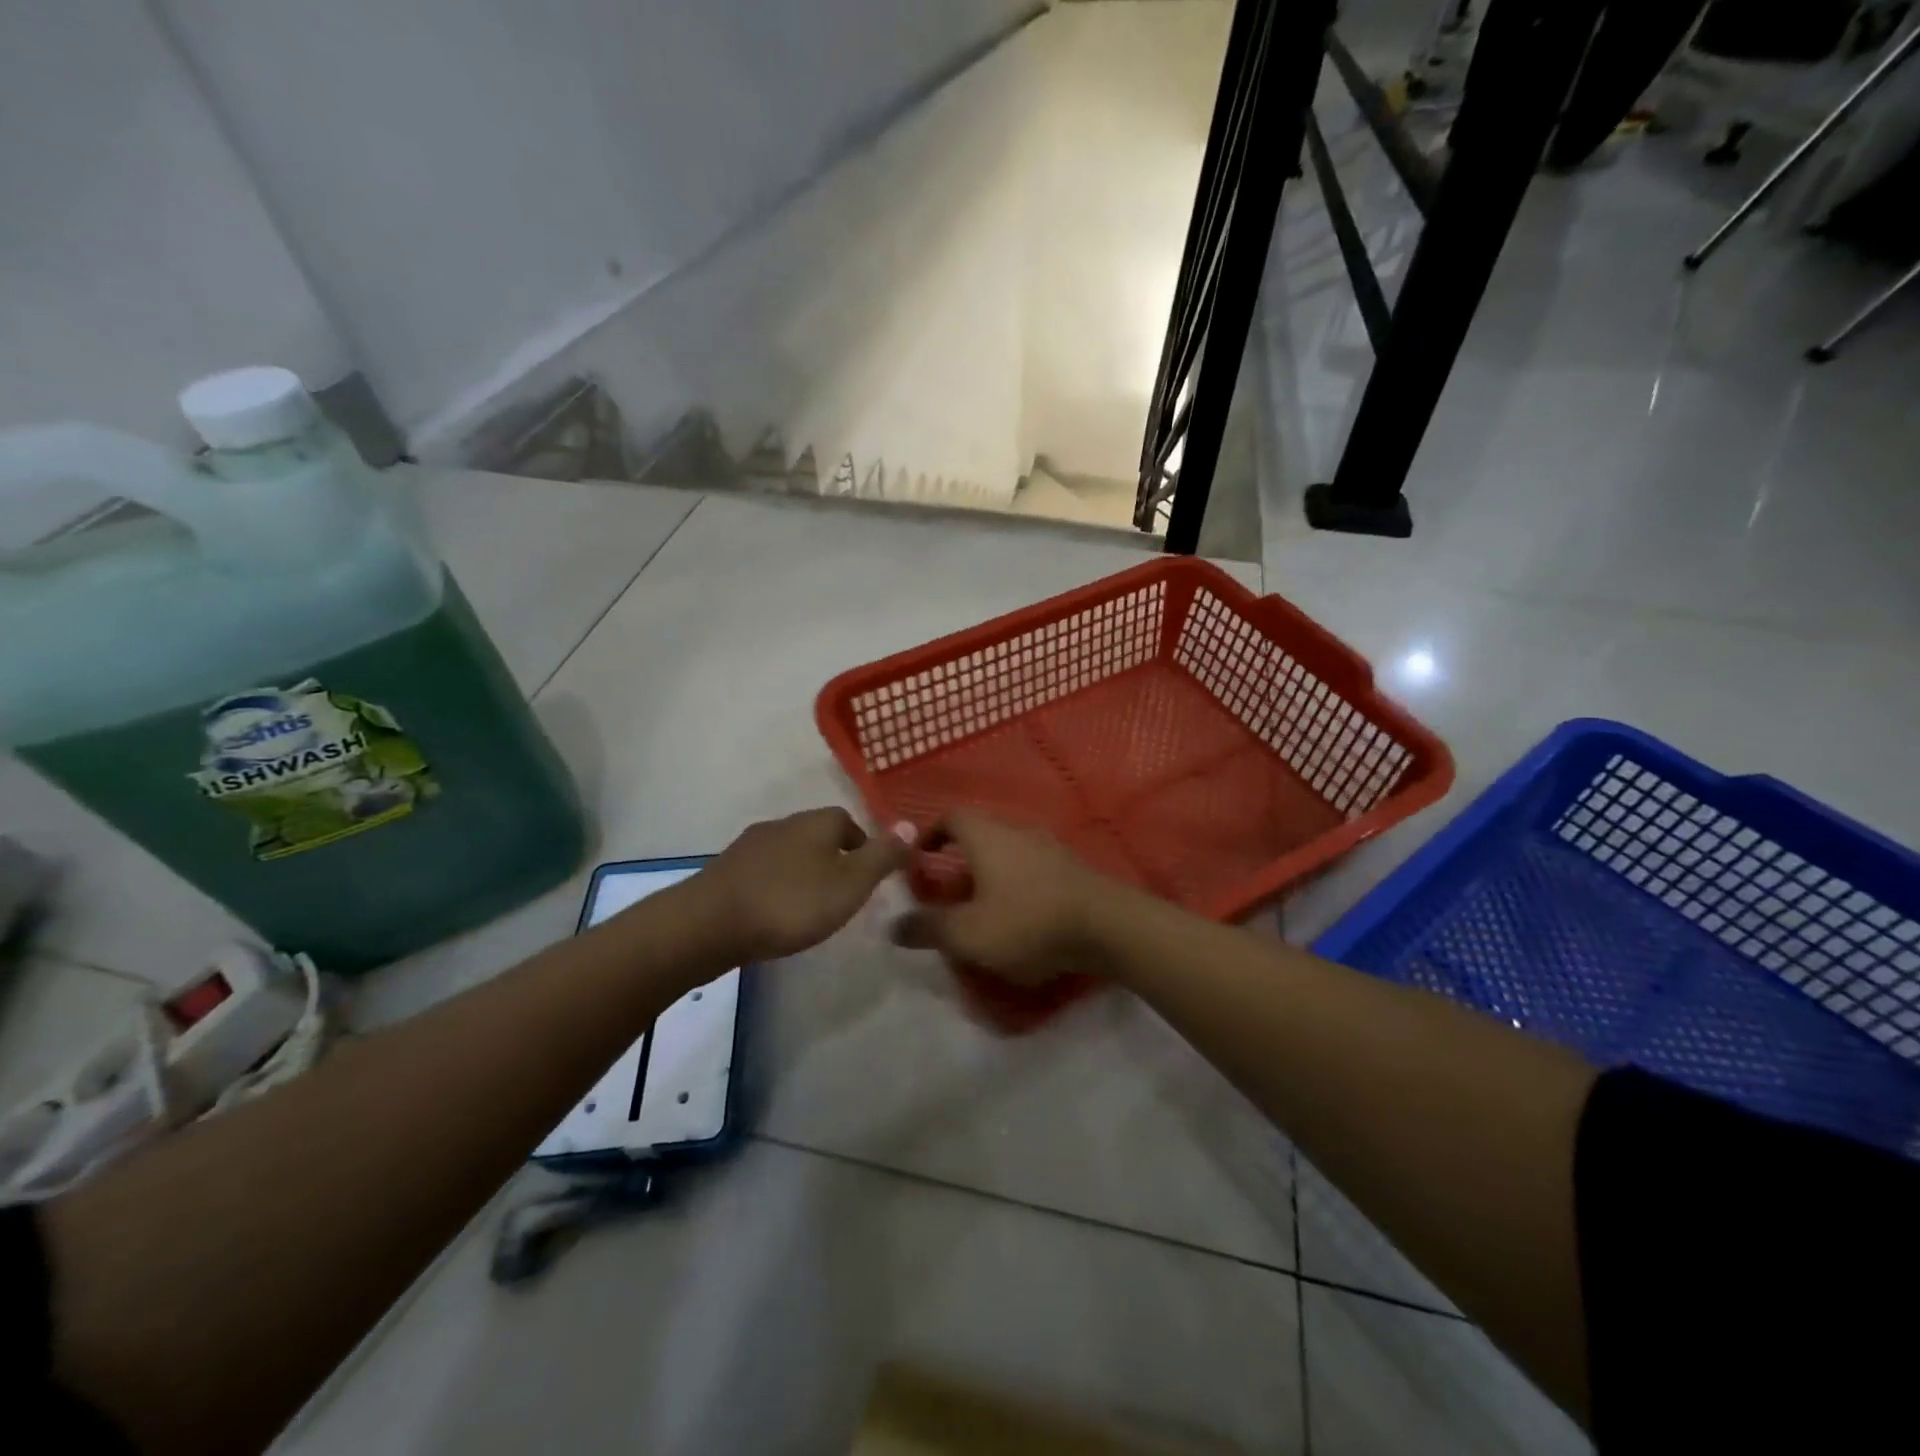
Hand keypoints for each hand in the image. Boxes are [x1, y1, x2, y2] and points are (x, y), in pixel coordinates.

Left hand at [691, 807, 905, 962]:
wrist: (709, 924)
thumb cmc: (791, 903)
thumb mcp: (850, 884)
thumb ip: (882, 856)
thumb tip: (912, 824)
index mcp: (816, 823)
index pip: (847, 821)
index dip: (862, 844)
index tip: (868, 874)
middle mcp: (783, 824)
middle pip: (816, 835)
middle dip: (831, 858)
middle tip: (842, 893)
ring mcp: (749, 846)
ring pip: (788, 853)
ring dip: (801, 873)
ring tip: (809, 907)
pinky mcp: (725, 871)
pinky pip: (762, 873)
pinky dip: (775, 887)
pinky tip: (774, 914)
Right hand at [890, 811, 1136, 985]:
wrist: (1107, 926)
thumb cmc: (1027, 922)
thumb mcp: (969, 933)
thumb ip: (928, 928)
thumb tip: (893, 925)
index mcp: (986, 835)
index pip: (951, 816)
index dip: (930, 833)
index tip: (918, 858)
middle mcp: (1016, 830)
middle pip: (979, 833)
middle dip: (959, 859)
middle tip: (945, 891)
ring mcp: (1048, 846)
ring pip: (1007, 851)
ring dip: (989, 873)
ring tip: (980, 907)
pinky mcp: (1070, 868)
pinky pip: (1031, 867)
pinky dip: (1016, 884)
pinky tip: (1018, 916)